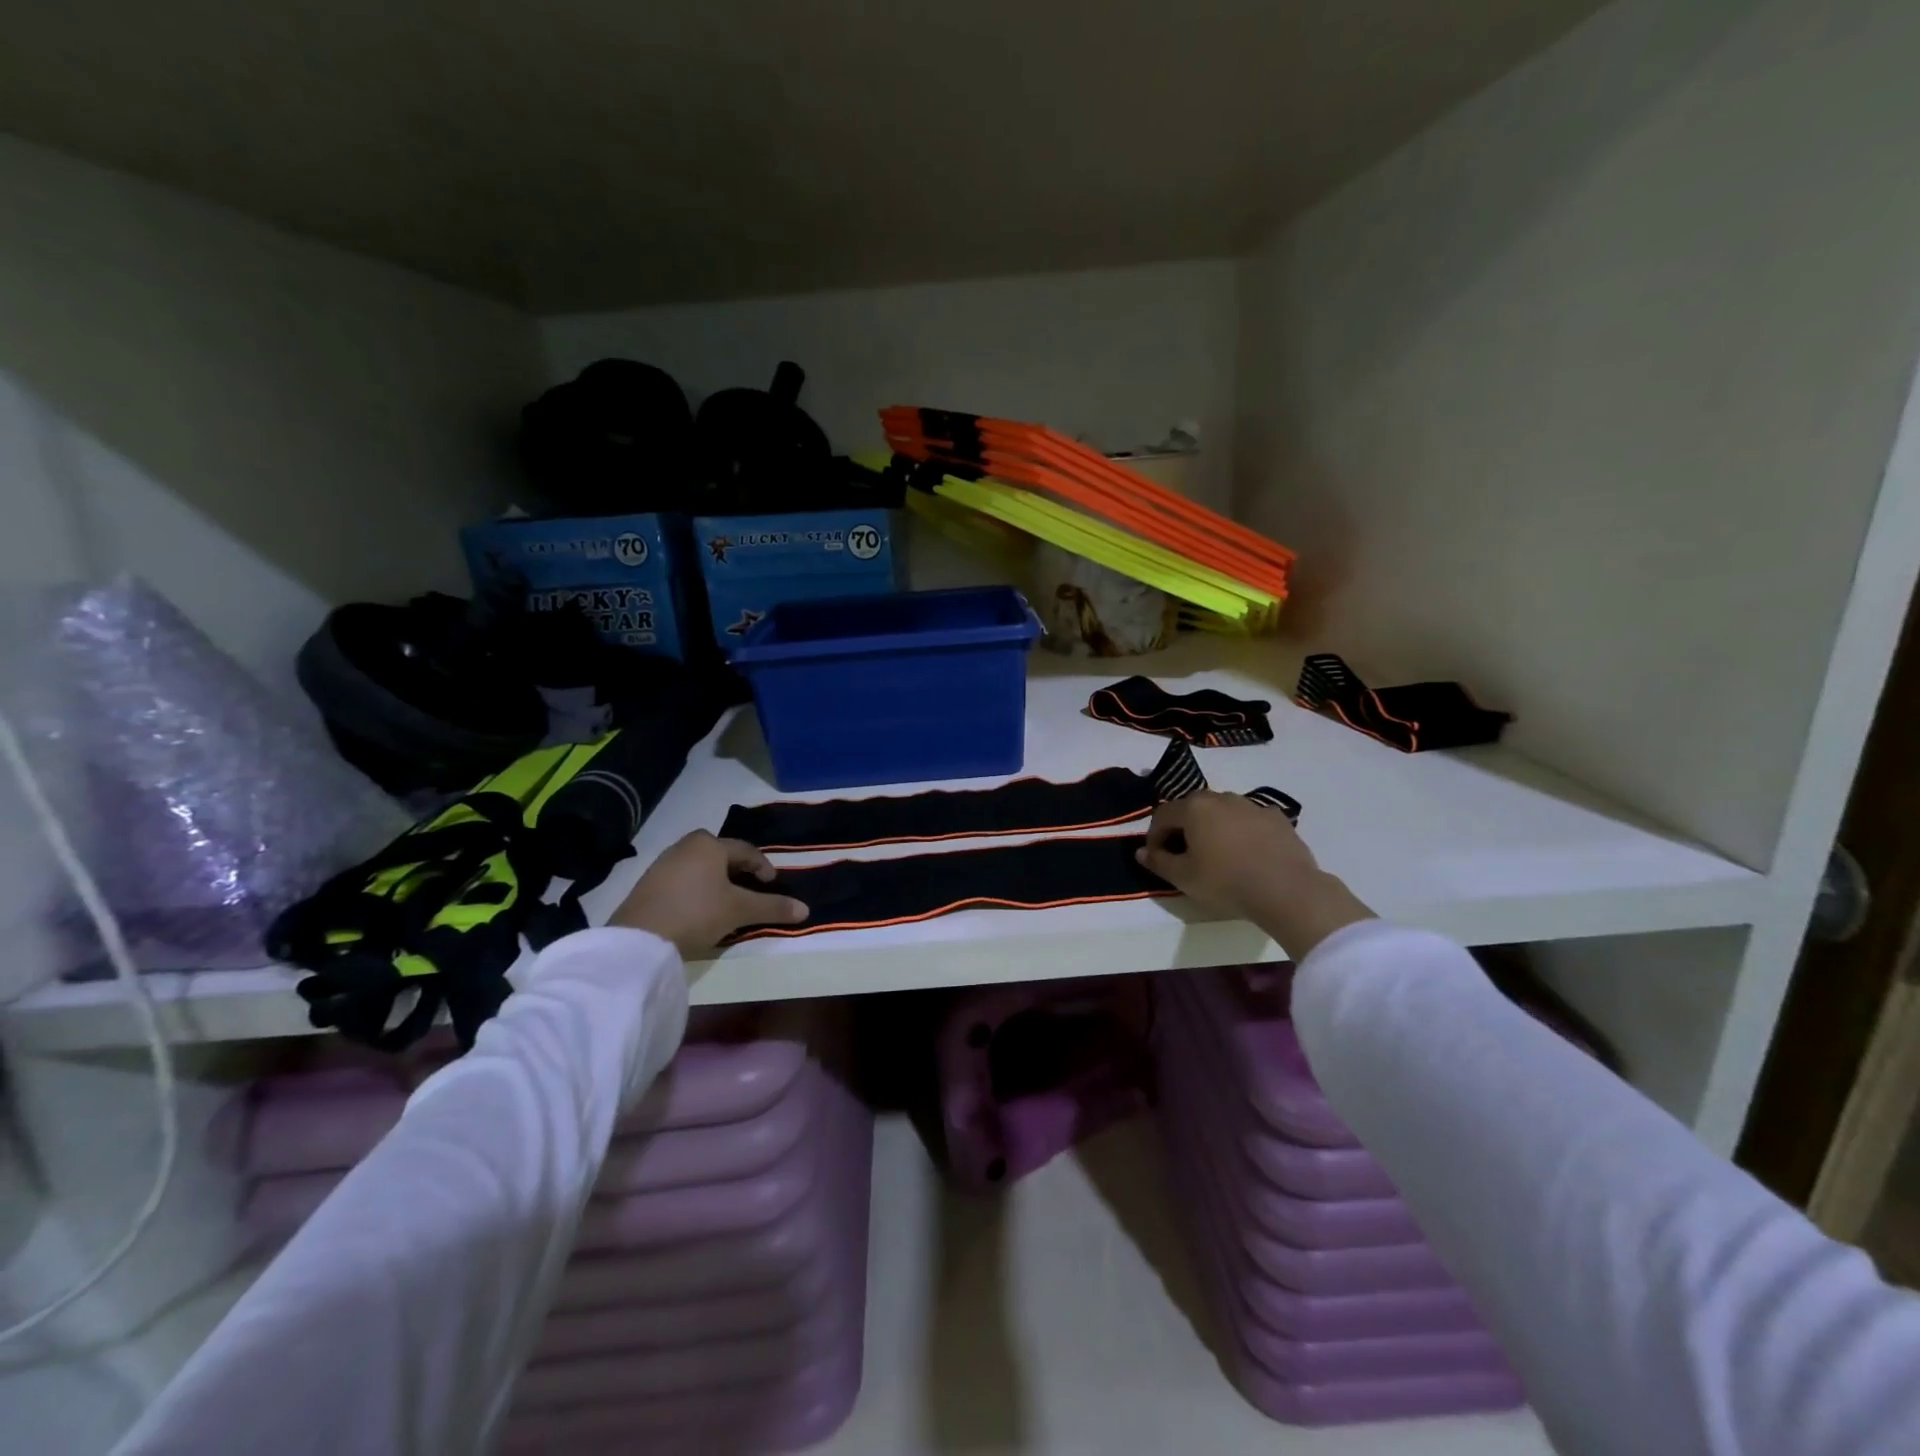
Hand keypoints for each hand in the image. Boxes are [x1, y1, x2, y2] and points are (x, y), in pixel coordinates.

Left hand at [610, 832, 807, 956]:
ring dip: (716, 880)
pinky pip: (682, 879)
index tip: (772, 885)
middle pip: (720, 854)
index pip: (746, 850)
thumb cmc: (697, 913)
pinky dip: (696, 889)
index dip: (763, 867)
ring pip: (700, 866)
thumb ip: (772, 907)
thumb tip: (806, 910)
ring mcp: (663, 864)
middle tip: (750, 888)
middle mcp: (685, 846)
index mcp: (710, 845)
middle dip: (738, 870)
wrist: (639, 940)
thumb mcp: (739, 911)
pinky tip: (699, 909)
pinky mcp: (647, 884)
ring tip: (726, 901)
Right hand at [1135, 792, 1373, 958]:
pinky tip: (1247, 852)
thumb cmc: (1226, 882)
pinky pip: (1250, 820)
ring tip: (1216, 853)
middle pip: (1192, 808)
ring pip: (1222, 811)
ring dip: (1212, 827)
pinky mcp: (1277, 817)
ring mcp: (1252, 805)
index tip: (1156, 858)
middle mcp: (1221, 798)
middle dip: (1182, 828)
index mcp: (1194, 808)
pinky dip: (1241, 831)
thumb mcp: (1184, 878)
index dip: (1154, 836)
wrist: (1287, 890)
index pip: (1162, 815)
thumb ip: (1158, 862)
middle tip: (1183, 854)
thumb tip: (1141, 852)